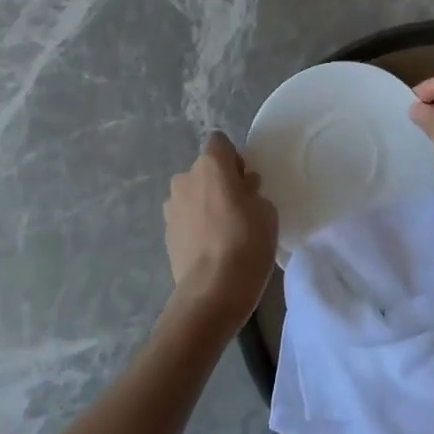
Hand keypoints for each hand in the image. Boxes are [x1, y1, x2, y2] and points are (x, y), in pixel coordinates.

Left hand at [164, 132, 277, 329]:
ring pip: (192, 194)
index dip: (234, 159)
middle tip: (239, 208)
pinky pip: (185, 218)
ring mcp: (171, 206)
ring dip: (205, 204)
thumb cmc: (247, 242)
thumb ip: (252, 192)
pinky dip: (196, 225)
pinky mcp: (166, 233)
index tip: (246, 182)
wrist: (212, 291)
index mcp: (210, 165)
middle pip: (204, 170)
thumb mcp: (267, 211)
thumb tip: (240, 190)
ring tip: (224, 232)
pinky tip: (211, 248)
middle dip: (219, 182)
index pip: (220, 142)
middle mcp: (185, 178)